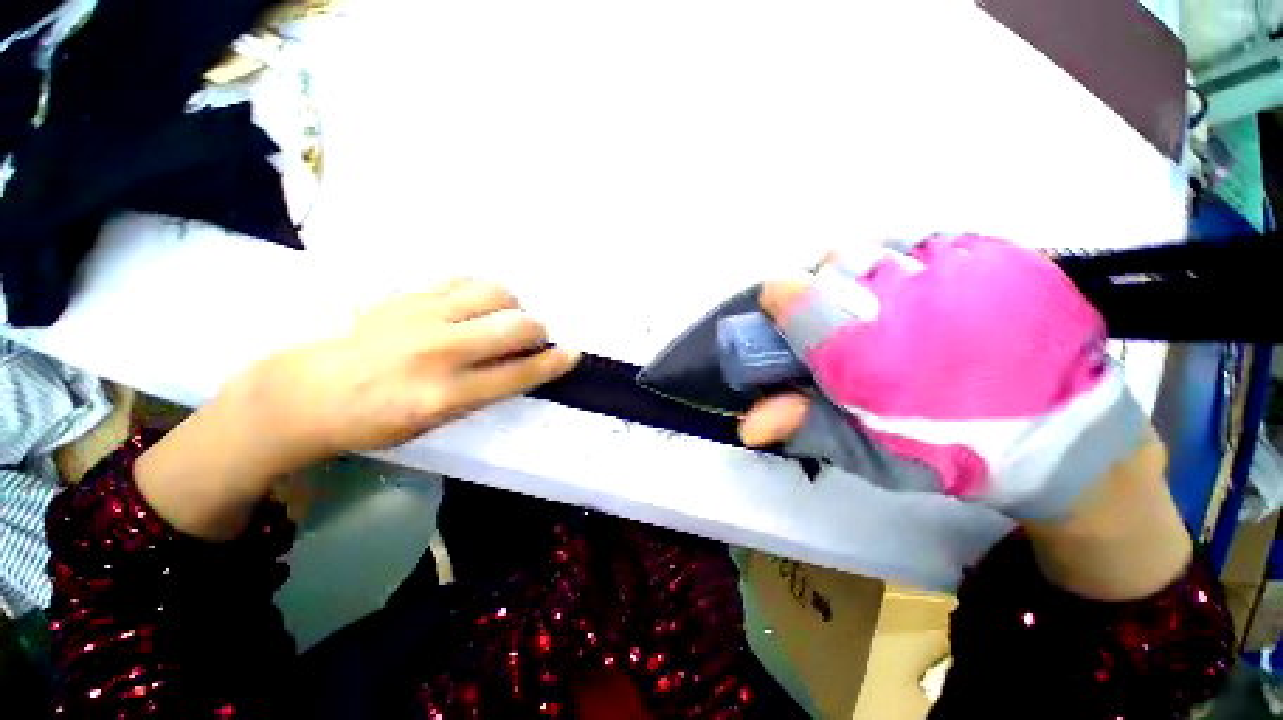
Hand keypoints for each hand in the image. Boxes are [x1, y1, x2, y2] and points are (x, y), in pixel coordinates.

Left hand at [240, 278, 580, 466]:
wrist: (308, 392)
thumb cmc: (376, 420)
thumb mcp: (434, 423)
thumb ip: (482, 392)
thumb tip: (520, 364)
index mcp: (443, 396)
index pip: (517, 375)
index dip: (552, 363)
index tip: (572, 353)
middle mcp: (438, 353)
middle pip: (514, 326)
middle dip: (537, 330)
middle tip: (532, 337)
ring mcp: (420, 317)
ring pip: (494, 293)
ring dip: (511, 306)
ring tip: (500, 318)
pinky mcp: (406, 295)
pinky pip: (463, 280)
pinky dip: (480, 292)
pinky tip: (472, 305)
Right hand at [738, 235, 1144, 519]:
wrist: (1065, 439)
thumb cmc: (951, 453)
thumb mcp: (867, 450)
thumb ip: (804, 424)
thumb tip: (745, 425)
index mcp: (862, 348)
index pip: (791, 293)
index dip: (777, 302)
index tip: (784, 318)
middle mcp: (900, 296)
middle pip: (832, 260)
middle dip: (824, 288)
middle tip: (842, 321)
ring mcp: (955, 267)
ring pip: (876, 244)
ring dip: (866, 271)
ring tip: (887, 306)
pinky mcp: (997, 253)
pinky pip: (926, 239)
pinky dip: (911, 262)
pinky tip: (929, 294)